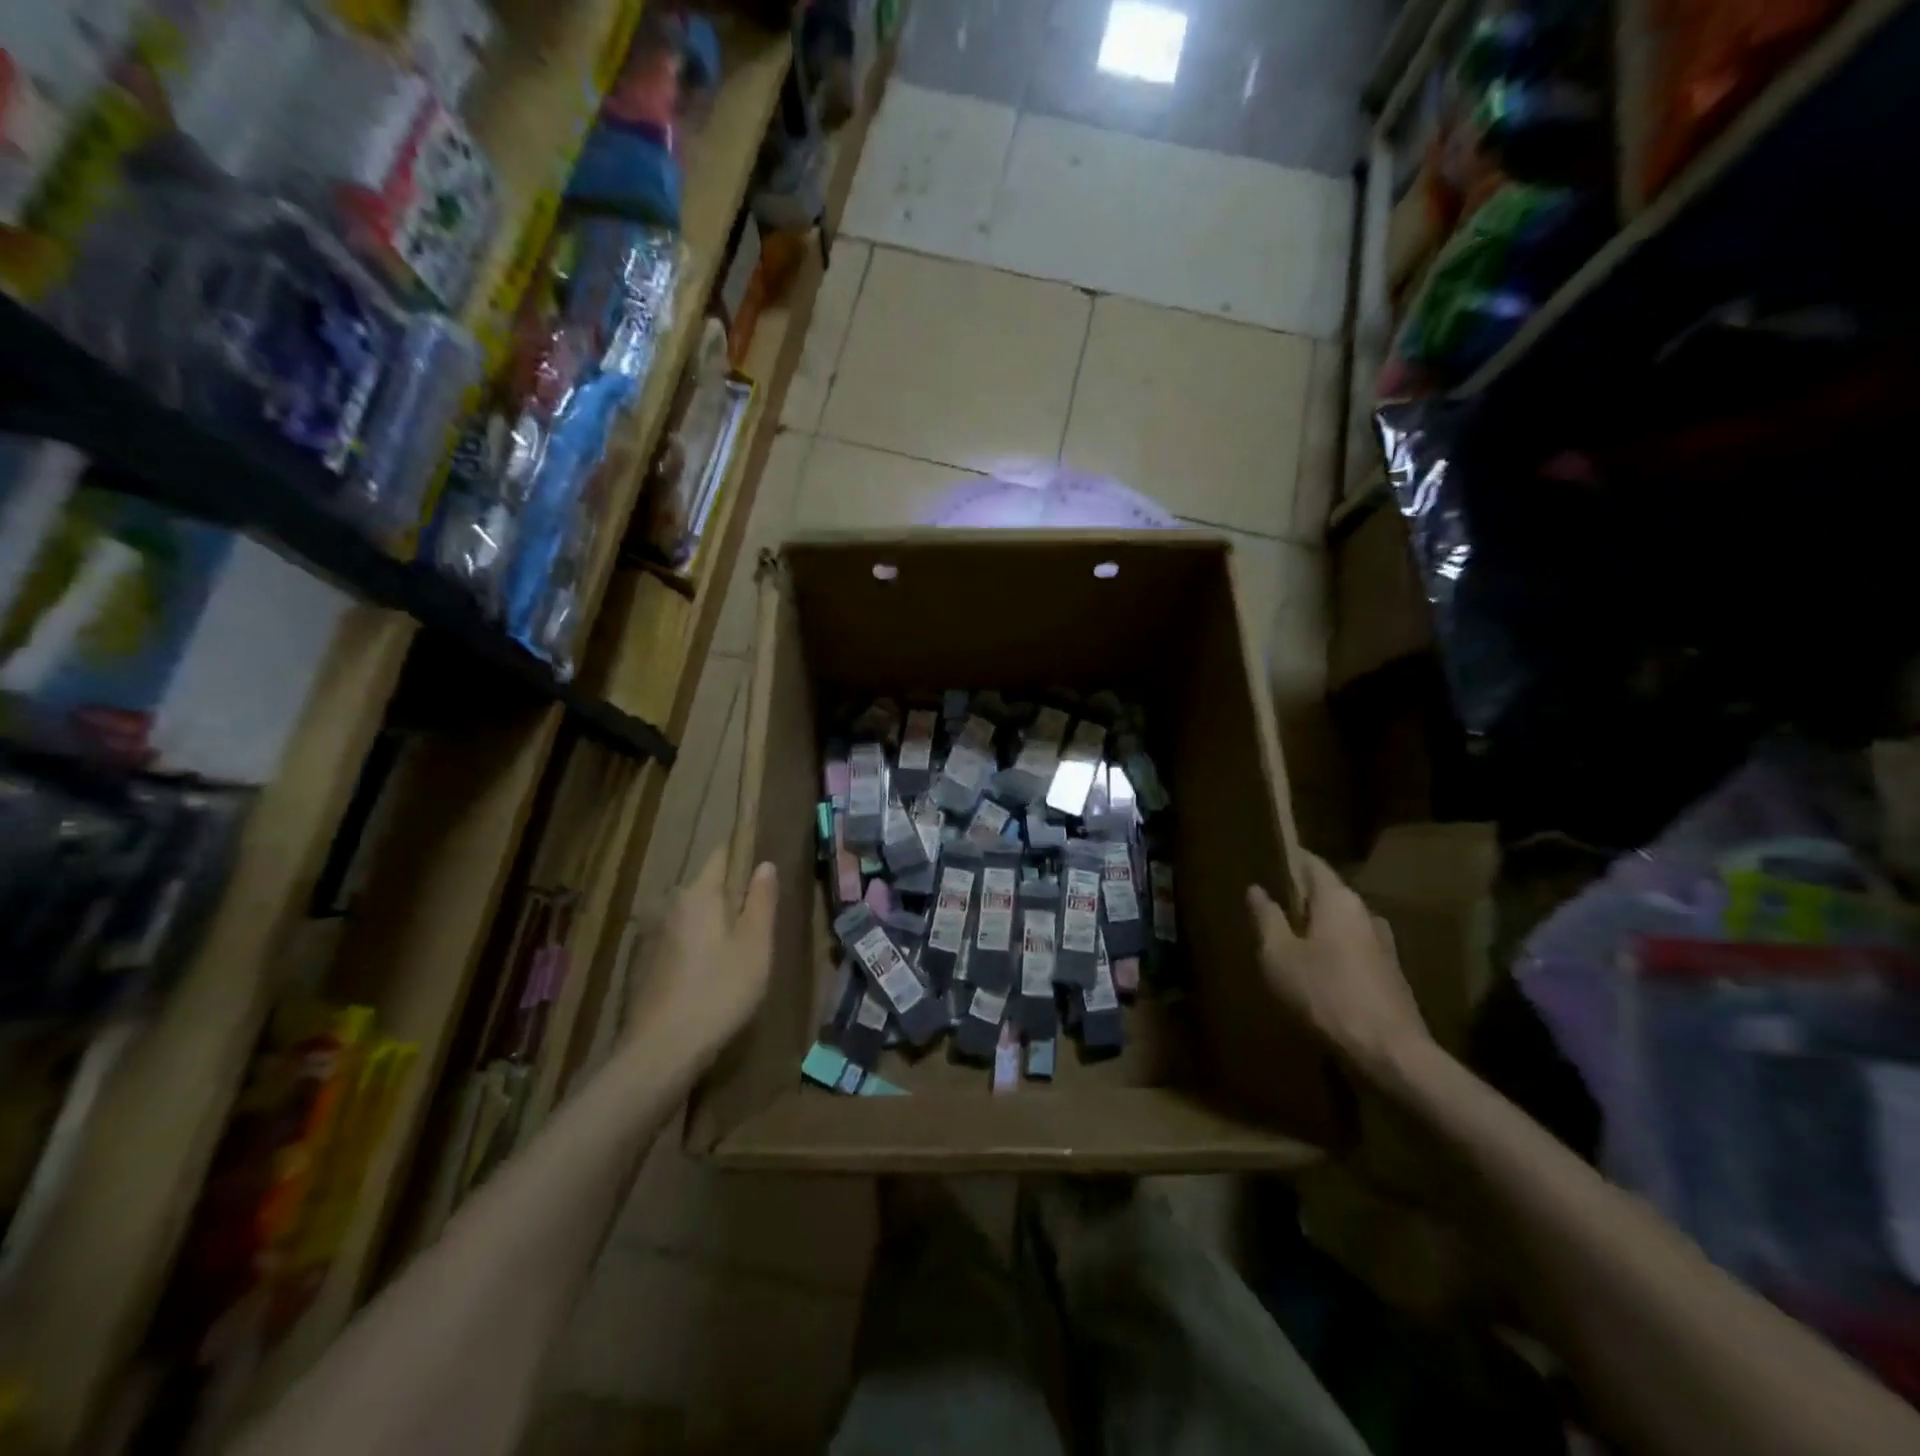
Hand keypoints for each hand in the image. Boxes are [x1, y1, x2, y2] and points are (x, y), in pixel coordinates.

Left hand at [625, 849, 777, 1062]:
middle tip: (758, 921)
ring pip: (693, 915)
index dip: (744, 852)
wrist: (660, 1051)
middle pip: (707, 886)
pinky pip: (679, 940)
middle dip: (731, 895)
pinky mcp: (644, 964)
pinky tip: (710, 975)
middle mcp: (670, 904)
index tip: (763, 864)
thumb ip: (761, 901)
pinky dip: (696, 946)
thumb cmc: (719, 991)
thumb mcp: (755, 945)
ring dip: (713, 923)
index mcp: (698, 893)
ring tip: (737, 951)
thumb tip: (764, 864)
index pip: (722, 854)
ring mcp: (652, 935)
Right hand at [1247, 853, 1429, 1078]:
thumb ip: (1266, 919)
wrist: (1390, 1052)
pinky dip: (1333, 953)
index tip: (1267, 859)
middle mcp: (1366, 912)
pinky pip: (1354, 950)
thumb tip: (1257, 889)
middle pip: (1328, 894)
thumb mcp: (1279, 956)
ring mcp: (1384, 944)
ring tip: (1289, 943)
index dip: (1289, 859)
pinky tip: (1316, 975)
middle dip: (1300, 898)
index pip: (1312, 863)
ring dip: (1318, 929)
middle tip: (1270, 907)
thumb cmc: (1325, 994)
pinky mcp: (1391, 975)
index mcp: (1338, 899)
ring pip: (1342, 925)